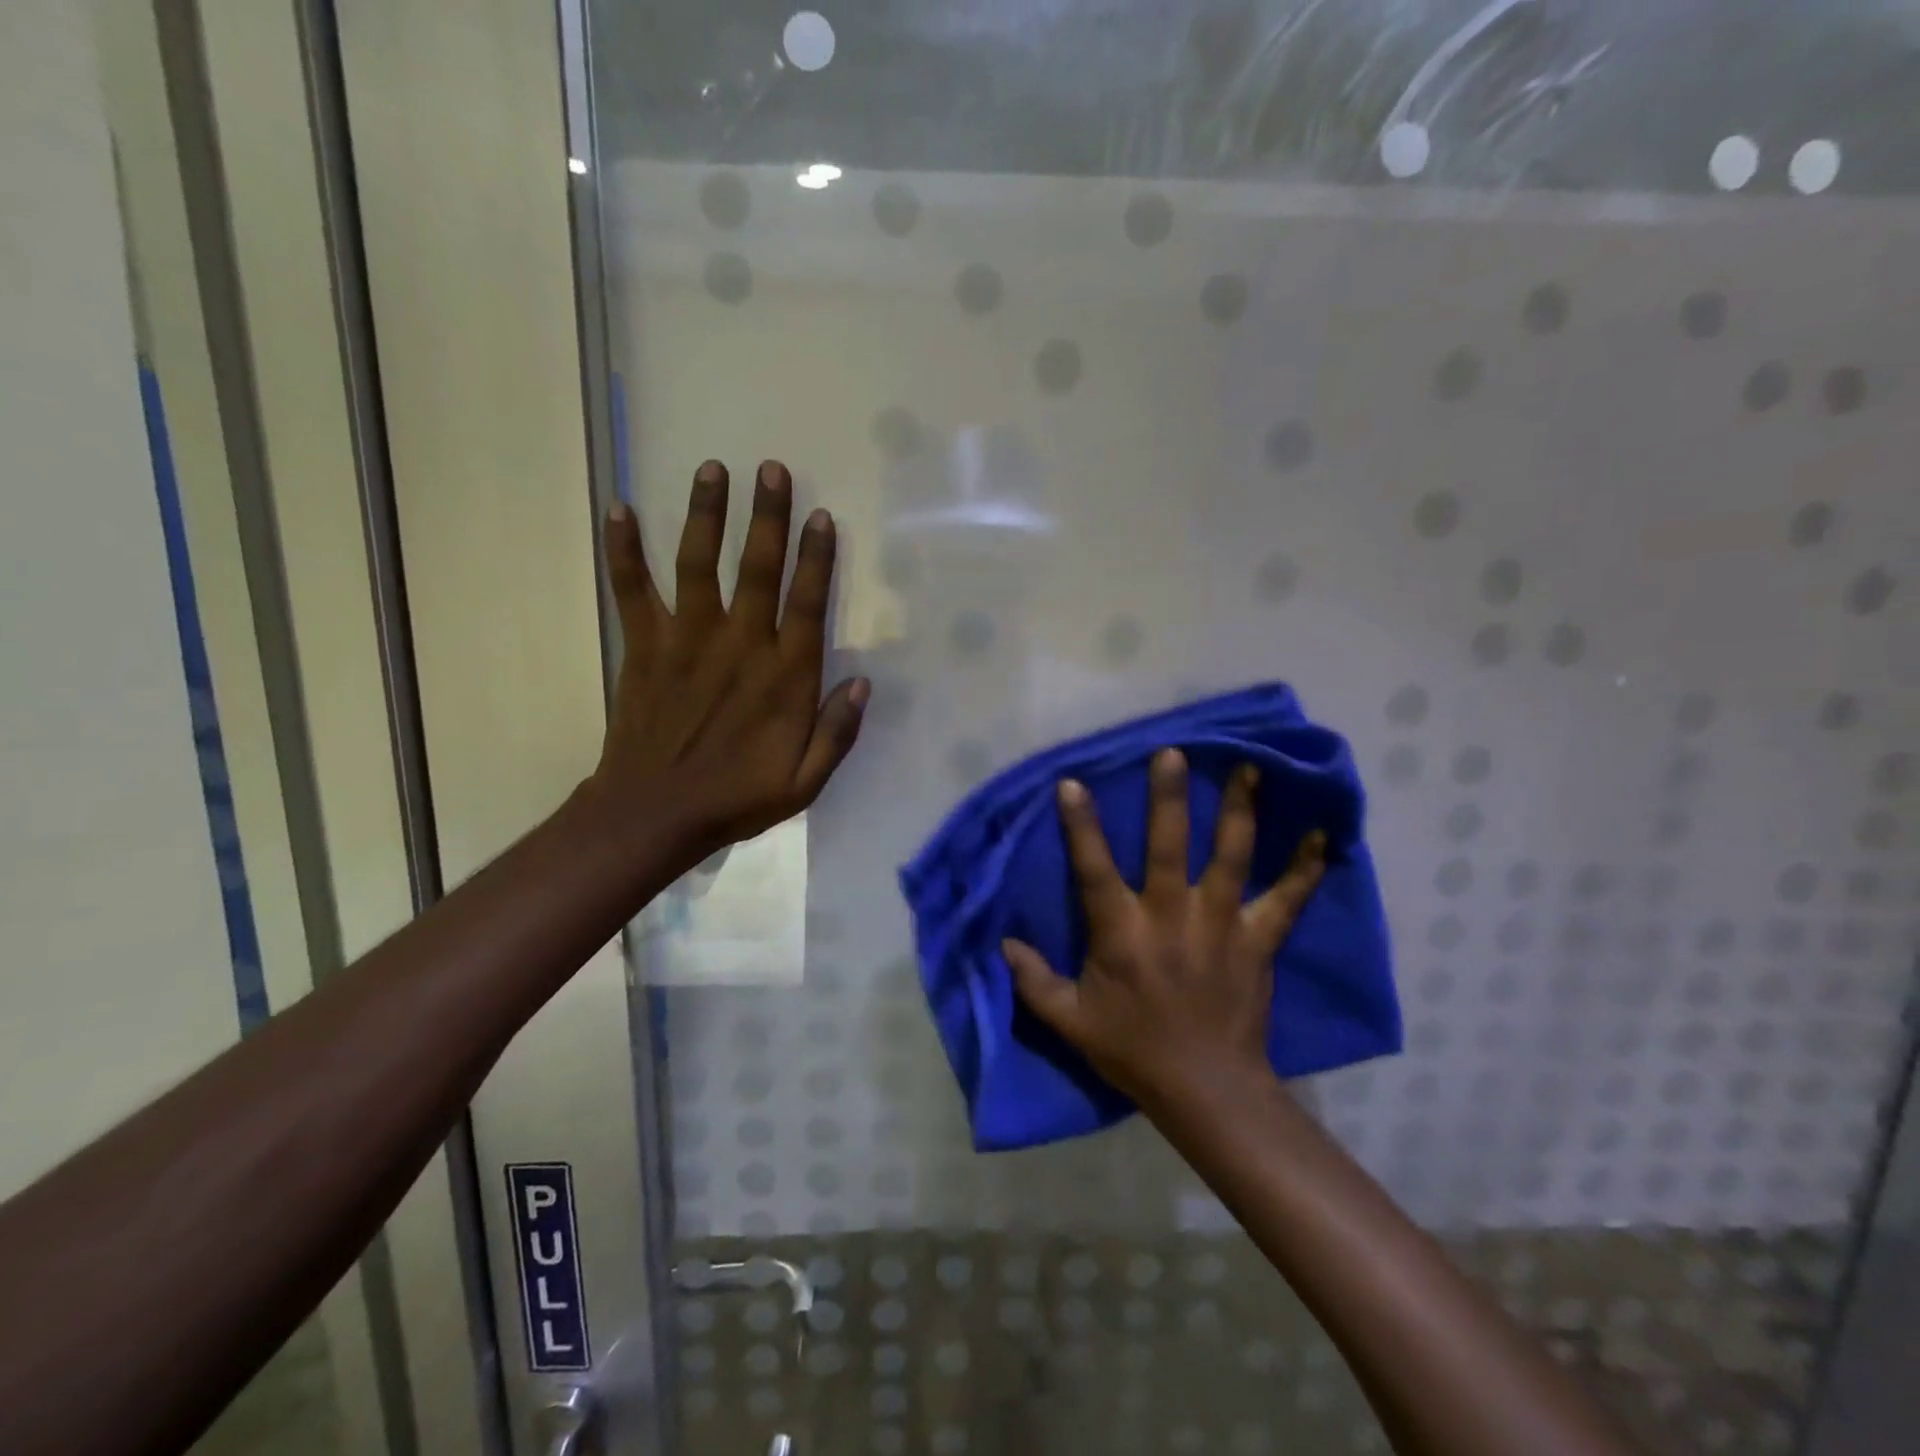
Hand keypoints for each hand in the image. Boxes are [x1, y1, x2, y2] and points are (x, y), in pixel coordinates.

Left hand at [591, 459, 866, 872]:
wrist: (654, 814)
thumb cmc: (737, 797)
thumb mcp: (804, 781)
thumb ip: (837, 732)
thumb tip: (862, 684)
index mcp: (782, 677)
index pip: (806, 604)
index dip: (816, 558)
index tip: (822, 516)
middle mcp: (739, 645)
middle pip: (757, 569)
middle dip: (767, 517)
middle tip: (771, 469)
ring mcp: (687, 640)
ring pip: (699, 565)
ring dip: (706, 515)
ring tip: (712, 469)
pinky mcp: (645, 646)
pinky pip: (633, 590)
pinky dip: (624, 551)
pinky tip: (618, 509)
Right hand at [1003, 749, 1325, 1114]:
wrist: (1208, 1091)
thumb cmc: (1134, 1051)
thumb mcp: (1070, 1022)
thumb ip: (1033, 981)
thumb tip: (1003, 944)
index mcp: (1123, 933)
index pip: (1095, 869)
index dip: (1082, 826)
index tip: (1074, 783)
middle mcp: (1172, 917)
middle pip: (1170, 847)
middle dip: (1169, 798)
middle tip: (1173, 752)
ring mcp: (1220, 925)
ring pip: (1230, 858)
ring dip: (1238, 811)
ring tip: (1248, 768)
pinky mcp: (1258, 942)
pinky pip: (1287, 900)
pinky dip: (1304, 868)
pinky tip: (1321, 835)